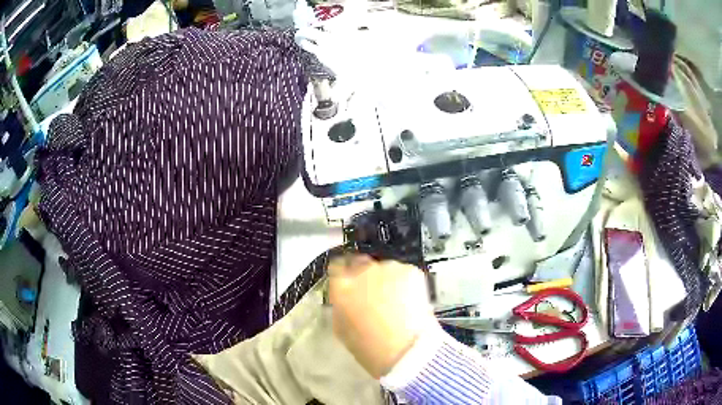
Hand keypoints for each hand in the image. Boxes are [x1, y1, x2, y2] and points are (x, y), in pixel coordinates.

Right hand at [328, 255, 435, 378]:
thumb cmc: (369, 348)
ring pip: (384, 268)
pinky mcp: (411, 271)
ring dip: (386, 280)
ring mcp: (389, 268)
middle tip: (373, 294)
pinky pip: (403, 273)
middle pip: (360, 263)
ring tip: (394, 301)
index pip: (336, 266)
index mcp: (341, 285)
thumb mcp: (342, 329)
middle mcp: (363, 270)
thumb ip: (340, 306)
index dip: (343, 276)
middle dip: (364, 276)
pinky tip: (408, 300)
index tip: (349, 284)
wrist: (407, 350)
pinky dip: (404, 283)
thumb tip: (345, 297)